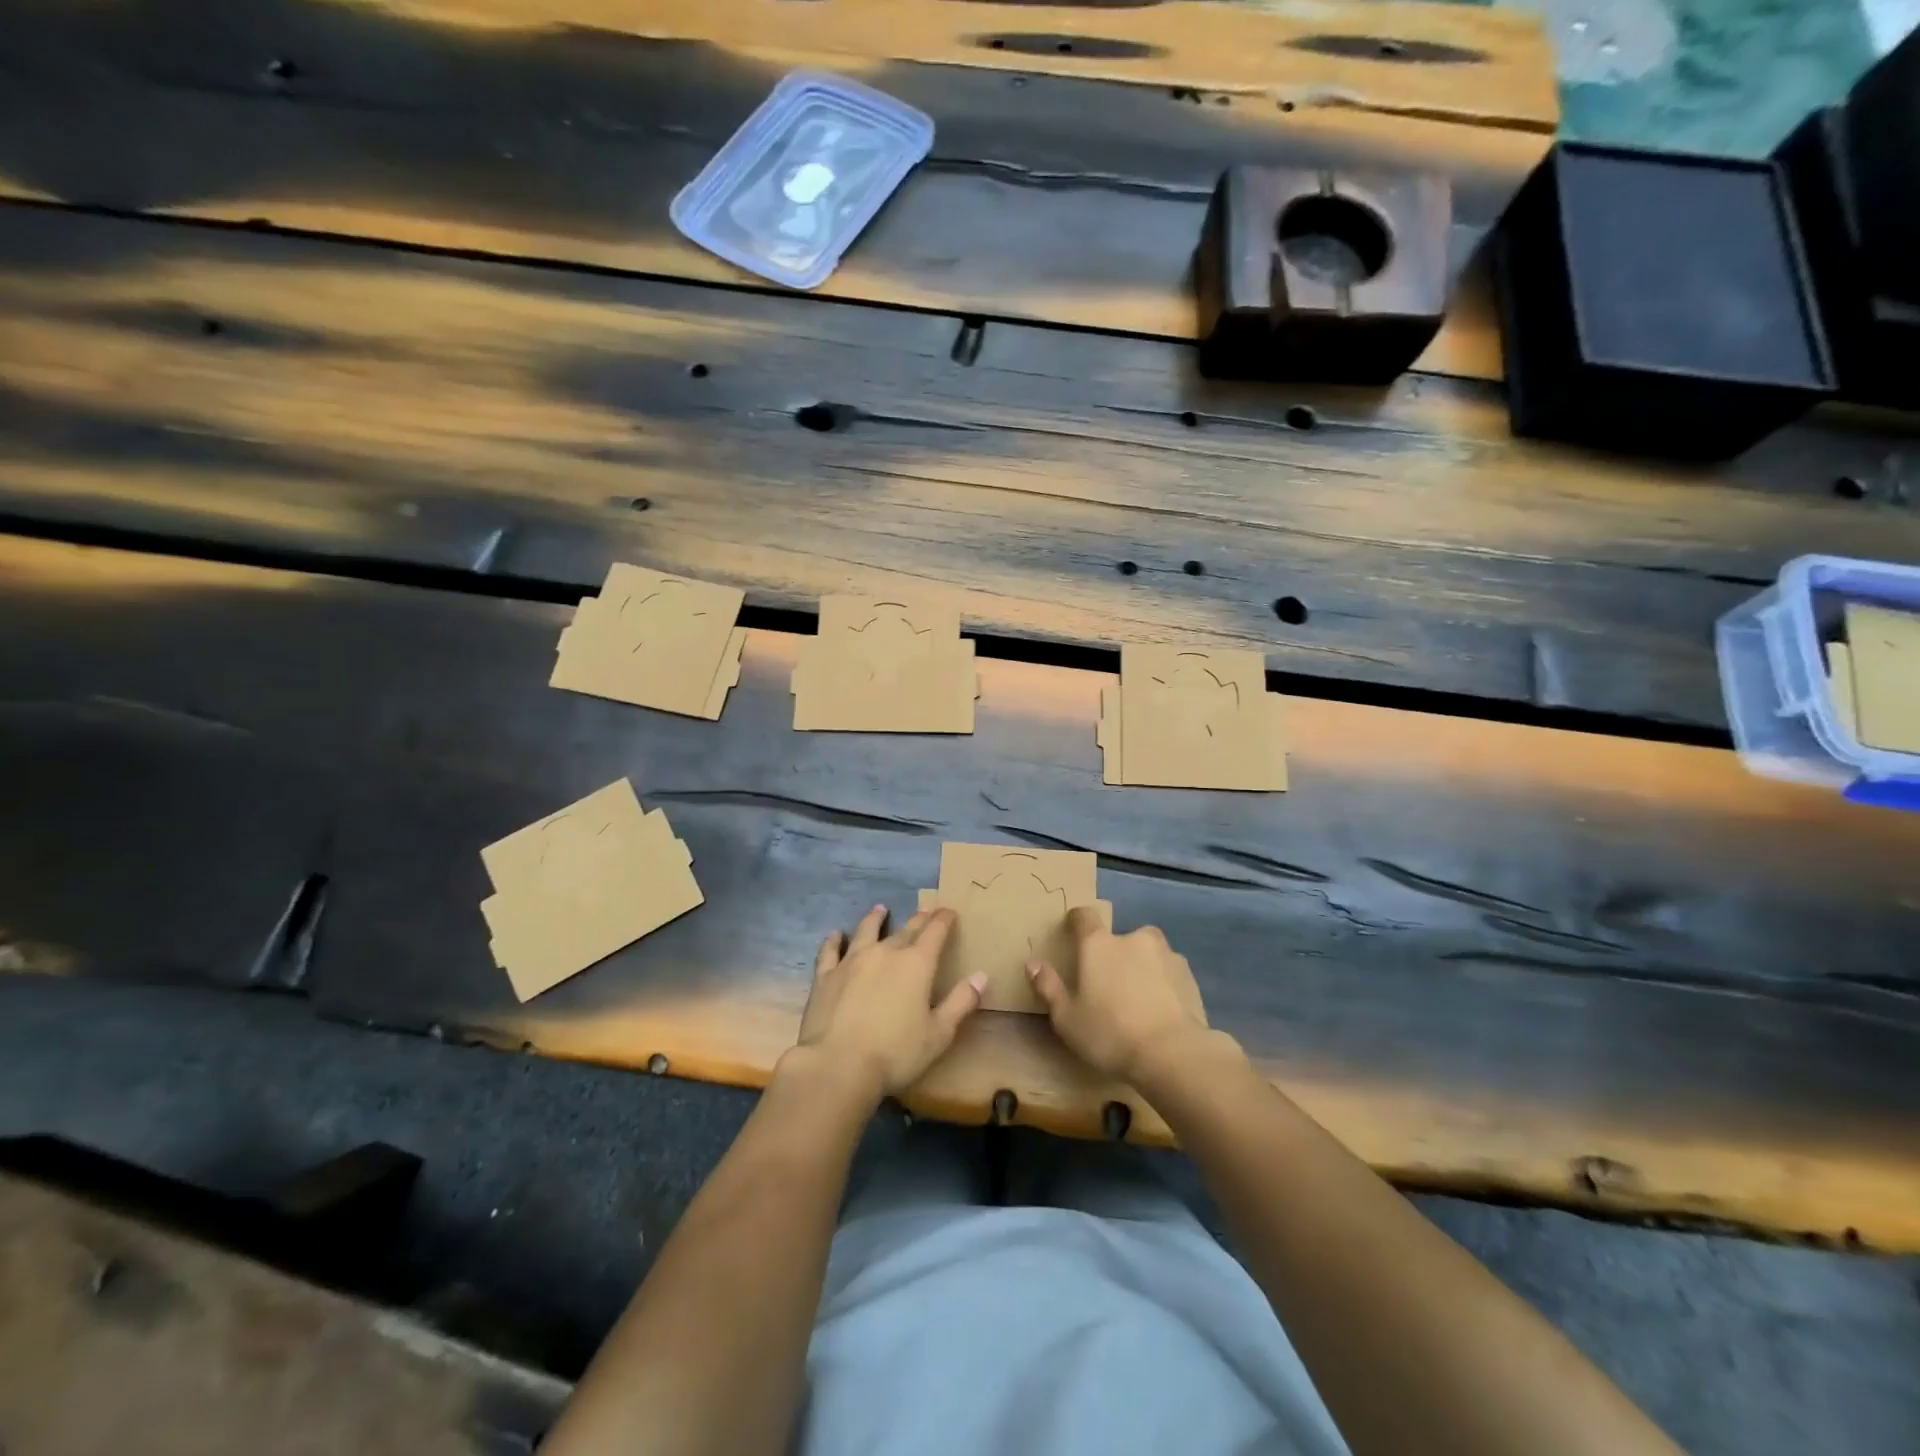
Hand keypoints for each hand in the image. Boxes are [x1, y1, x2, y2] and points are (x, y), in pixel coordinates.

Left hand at [796, 905, 984, 1097]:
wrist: (838, 1065)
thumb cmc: (896, 1053)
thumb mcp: (939, 1034)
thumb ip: (961, 1002)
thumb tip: (982, 975)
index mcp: (917, 964)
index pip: (935, 932)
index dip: (944, 920)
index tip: (949, 912)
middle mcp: (885, 953)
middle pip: (906, 929)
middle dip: (919, 919)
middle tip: (926, 912)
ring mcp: (852, 961)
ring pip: (867, 931)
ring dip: (876, 919)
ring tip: (880, 909)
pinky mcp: (826, 976)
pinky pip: (830, 951)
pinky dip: (834, 940)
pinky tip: (836, 935)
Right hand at [1027, 908, 1208, 1080]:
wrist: (1173, 1053)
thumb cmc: (1110, 1034)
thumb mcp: (1067, 1019)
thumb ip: (1048, 987)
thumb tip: (1032, 963)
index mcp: (1098, 944)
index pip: (1084, 917)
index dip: (1076, 921)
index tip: (1072, 933)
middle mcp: (1133, 939)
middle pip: (1120, 937)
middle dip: (1115, 953)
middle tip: (1110, 984)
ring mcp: (1166, 954)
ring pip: (1148, 953)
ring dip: (1142, 967)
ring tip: (1139, 999)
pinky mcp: (1189, 975)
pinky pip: (1169, 972)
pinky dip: (1164, 984)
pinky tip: (1161, 1010)